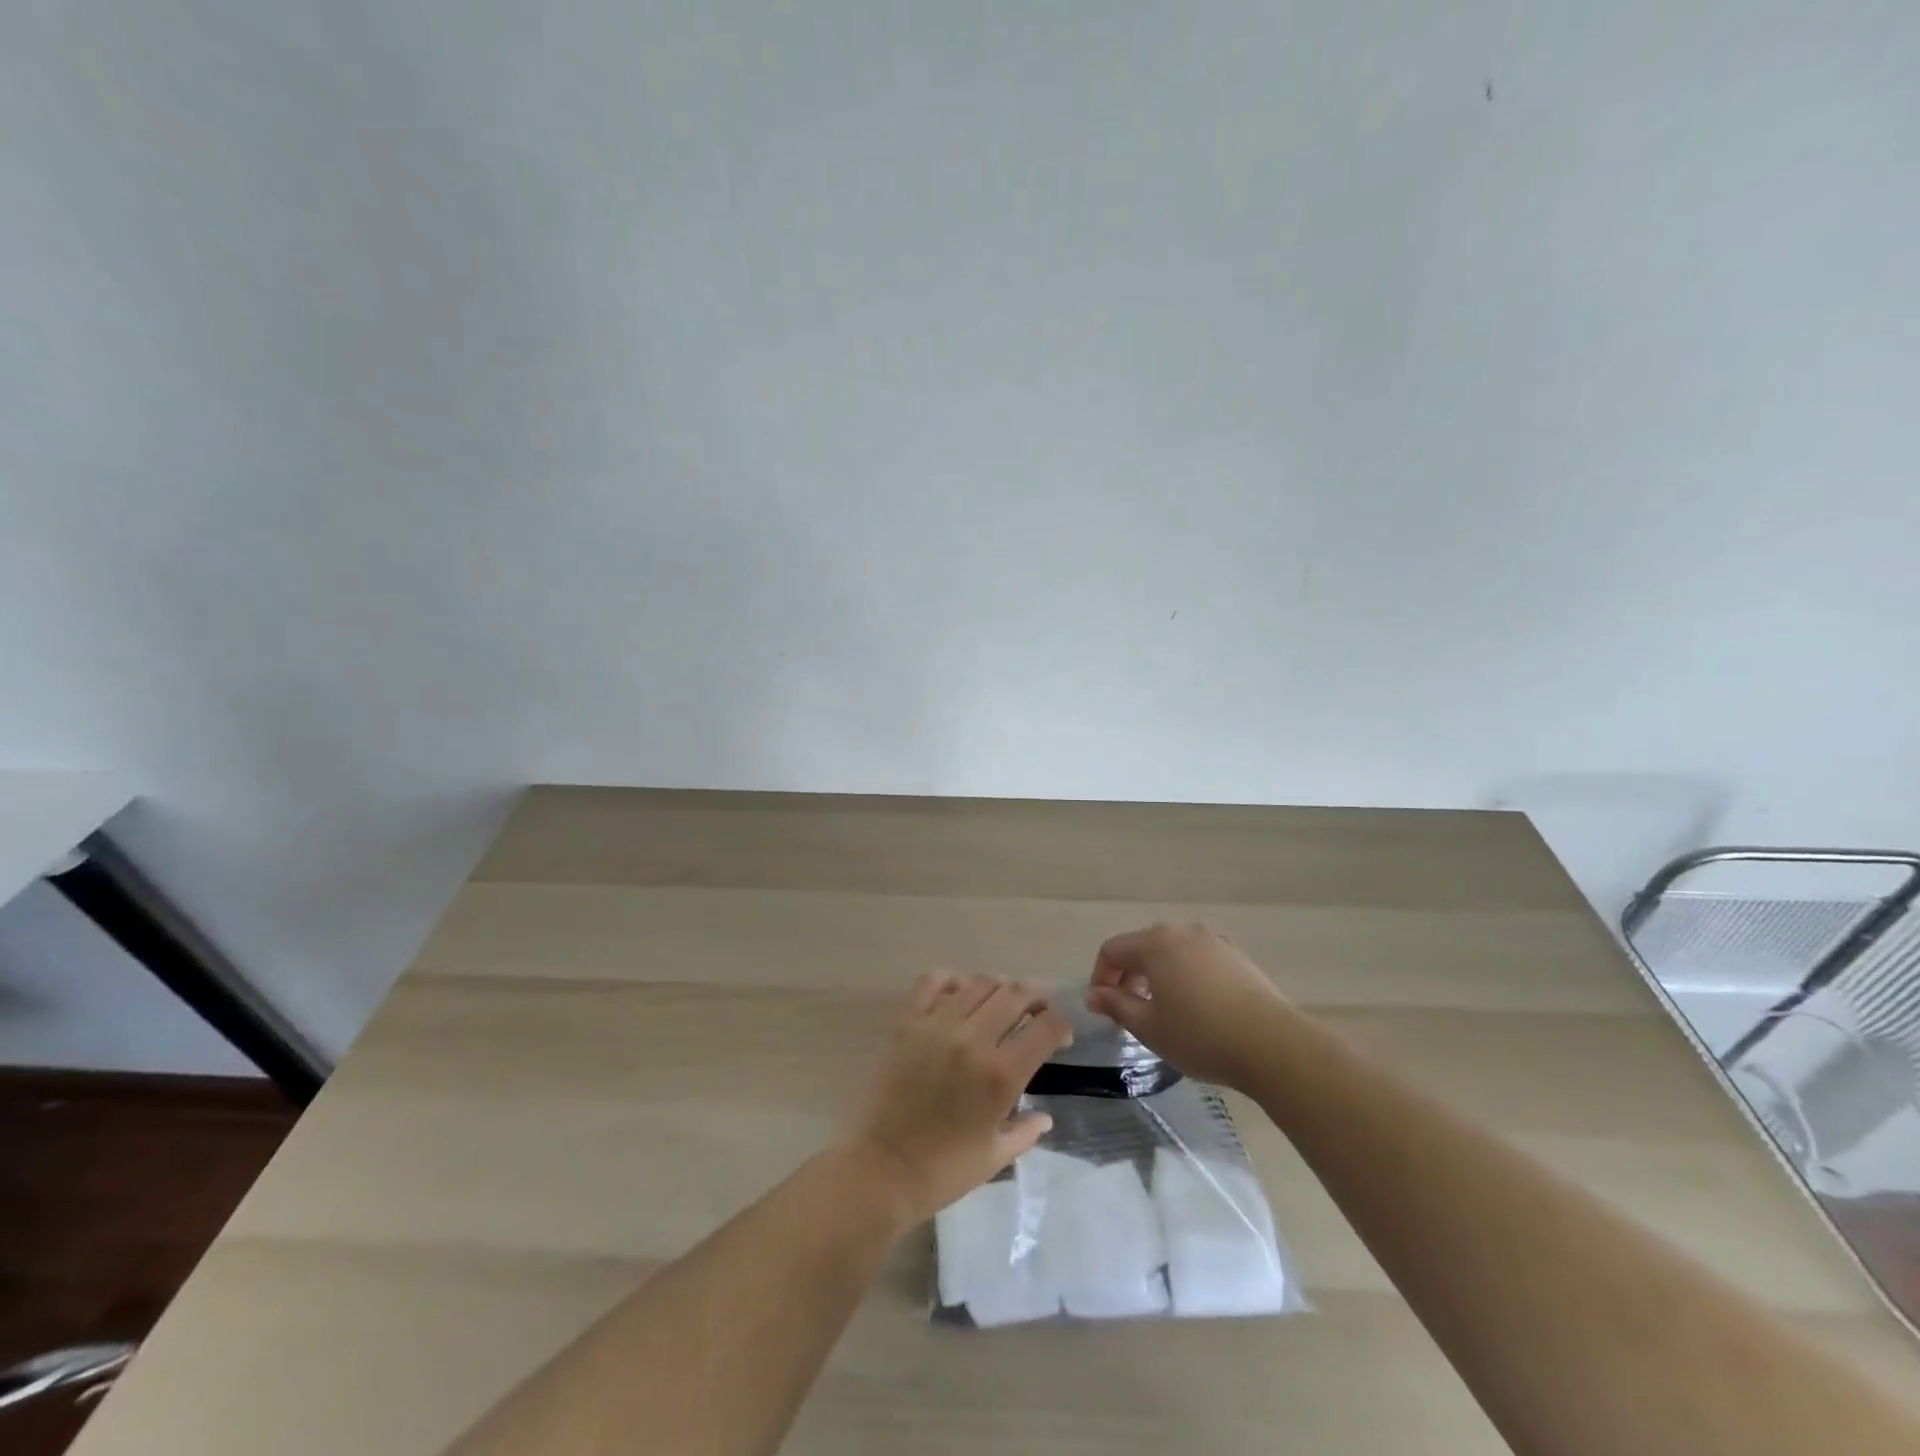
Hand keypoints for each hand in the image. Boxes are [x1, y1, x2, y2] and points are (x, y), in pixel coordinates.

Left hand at [842, 974, 1073, 1226]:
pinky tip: (958, 994)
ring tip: (999, 1004)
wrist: (883, 1169)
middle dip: (1035, 999)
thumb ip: (1026, 1131)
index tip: (1060, 1037)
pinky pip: (932, 982)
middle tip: (1035, 1013)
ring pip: (979, 983)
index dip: (1060, 1026)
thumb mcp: (996, 1157)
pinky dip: (951, 980)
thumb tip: (1046, 1116)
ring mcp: (938, 1026)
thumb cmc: (944, 1171)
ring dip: (998, 989)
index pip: (1046, 1027)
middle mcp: (974, 1040)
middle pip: (1015, 994)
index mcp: (1002, 1075)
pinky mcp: (908, 1022)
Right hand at [1087, 922, 1290, 1089]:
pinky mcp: (1236, 957)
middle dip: (1128, 975)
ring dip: (1157, 975)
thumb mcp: (1148, 1026)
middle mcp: (1182, 932)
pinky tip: (1196, 1008)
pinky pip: (1197, 960)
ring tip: (1163, 1010)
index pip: (1112, 950)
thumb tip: (1094, 994)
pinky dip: (1185, 976)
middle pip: (1142, 946)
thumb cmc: (1200, 1035)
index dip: (1101, 977)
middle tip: (1129, 1011)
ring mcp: (1213, 942)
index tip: (1103, 1008)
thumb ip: (1116, 1005)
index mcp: (1155, 943)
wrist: (1272, 1045)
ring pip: (1171, 952)